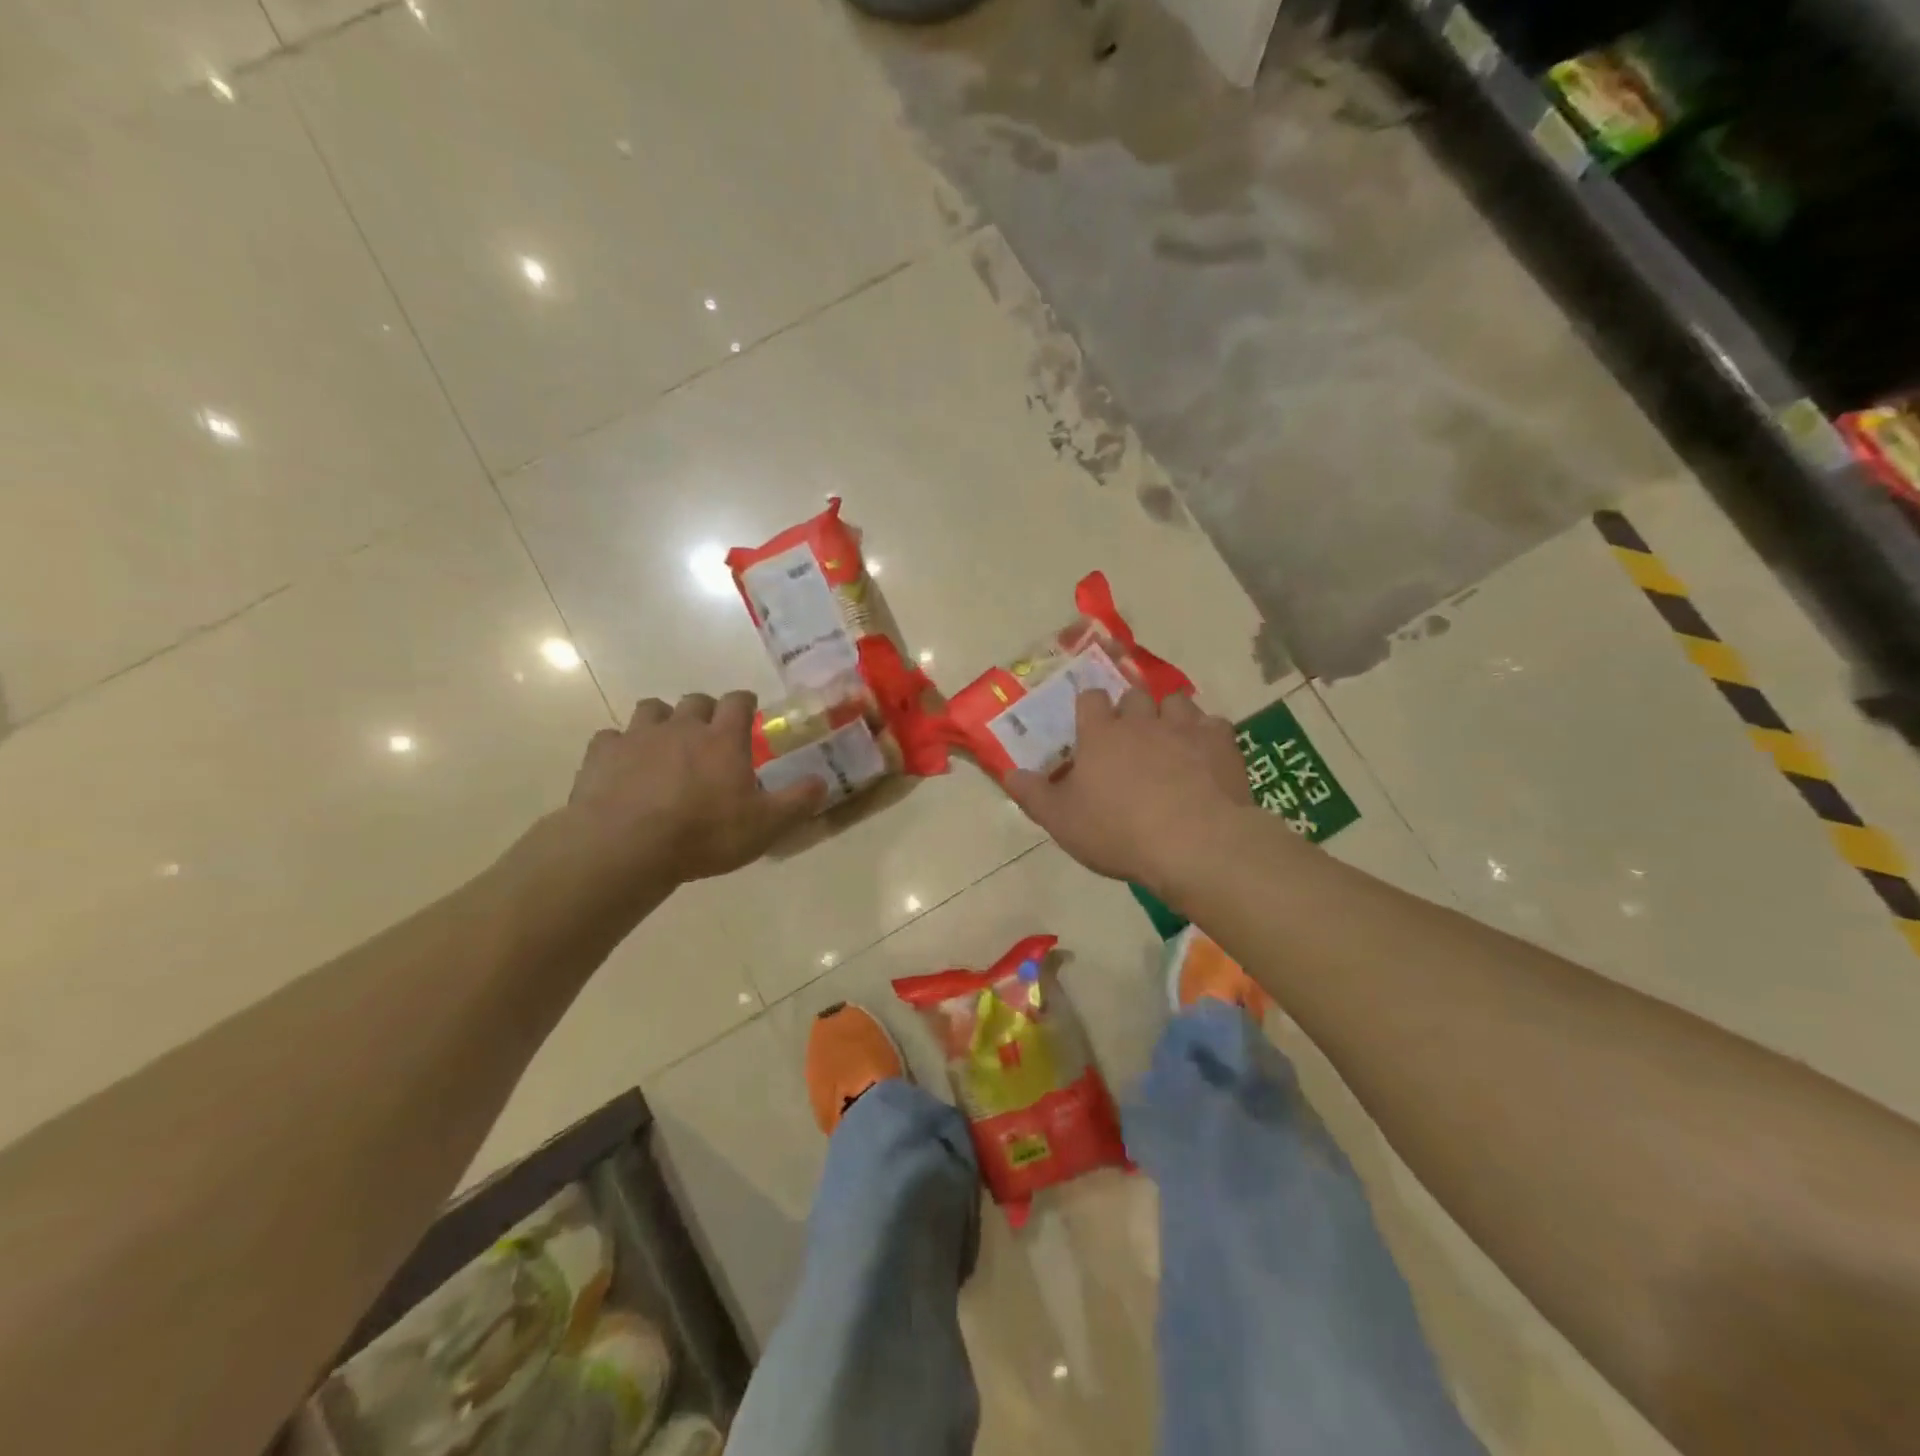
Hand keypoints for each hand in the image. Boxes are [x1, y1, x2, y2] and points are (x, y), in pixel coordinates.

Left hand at [565, 692, 825, 889]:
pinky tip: (623, 766)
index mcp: (723, 739)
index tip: (748, 709)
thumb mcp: (765, 825)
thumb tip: (823, 782)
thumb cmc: (705, 834)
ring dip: (662, 720)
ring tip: (665, 743)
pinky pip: (611, 738)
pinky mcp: (602, 754)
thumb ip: (797, 801)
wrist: (627, 845)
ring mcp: (638, 736)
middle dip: (705, 711)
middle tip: (709, 733)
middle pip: (695, 701)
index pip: (738, 701)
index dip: (745, 702)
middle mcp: (682, 726)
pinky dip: (620, 747)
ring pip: (652, 710)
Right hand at [1006, 690, 1252, 893]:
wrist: (1194, 843)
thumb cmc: (1118, 831)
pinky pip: (1212, 724)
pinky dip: (1206, 735)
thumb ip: (1033, 794)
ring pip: (1175, 701)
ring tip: (1170, 738)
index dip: (1089, 707)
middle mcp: (1141, 720)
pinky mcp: (1220, 743)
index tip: (1090, 722)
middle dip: (1131, 709)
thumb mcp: (1062, 821)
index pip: (1090, 699)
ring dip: (1169, 714)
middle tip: (1131, 735)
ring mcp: (1183, 727)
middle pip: (1133, 695)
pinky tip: (1205, 755)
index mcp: (1100, 734)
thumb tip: (1008, 773)